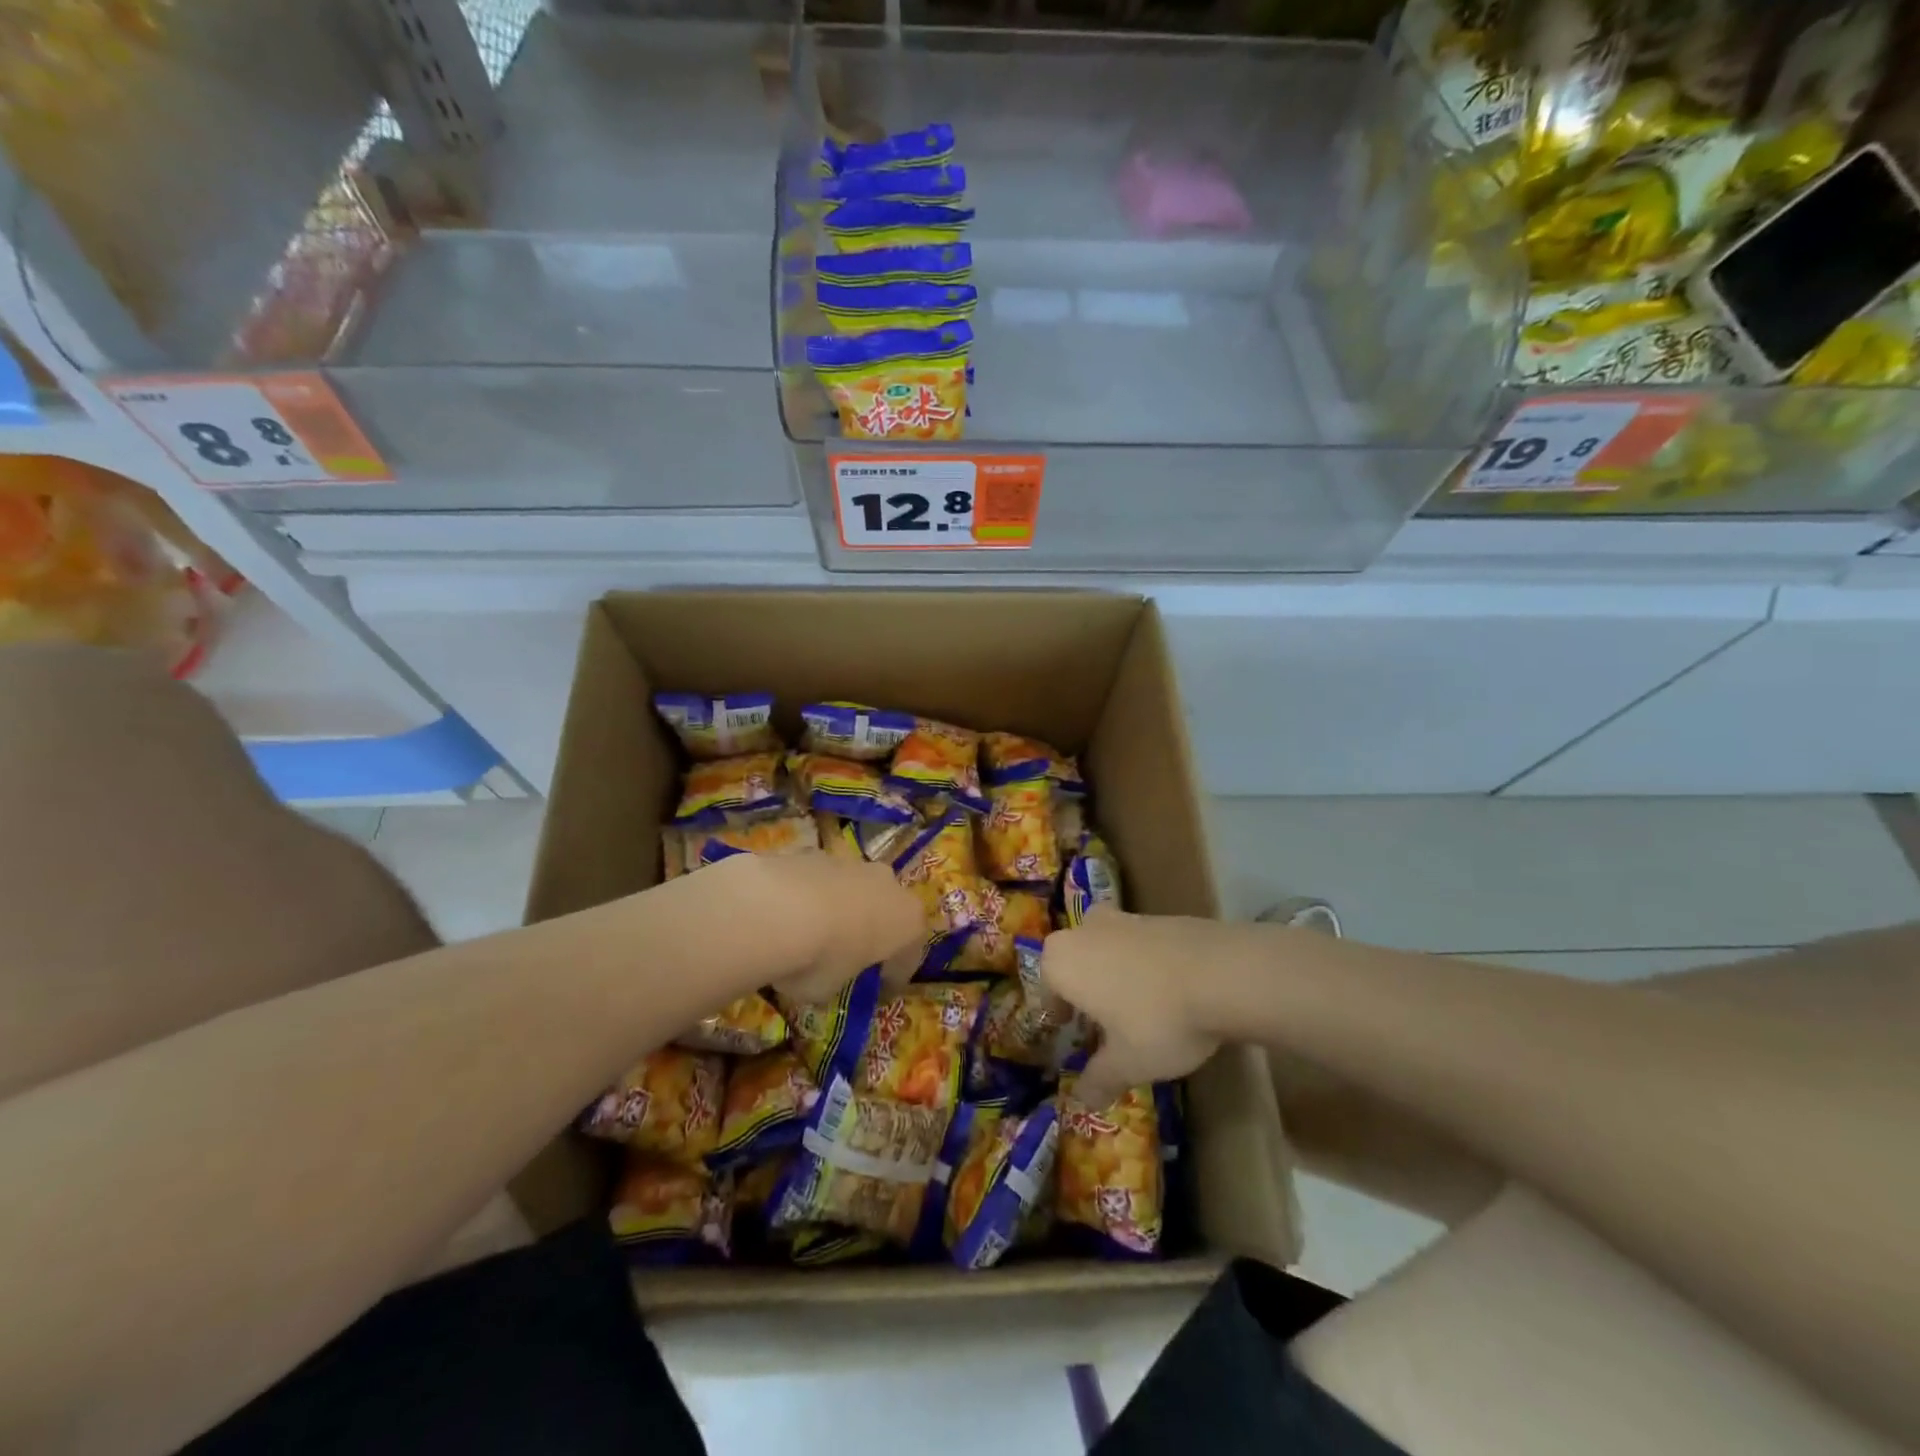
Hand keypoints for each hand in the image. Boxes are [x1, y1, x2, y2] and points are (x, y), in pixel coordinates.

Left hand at [715, 851, 924, 1003]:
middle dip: (871, 927)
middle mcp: (888, 885)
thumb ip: (837, 978)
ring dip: (841, 907)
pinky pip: (821, 879)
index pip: (909, 956)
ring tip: (813, 932)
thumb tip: (825, 977)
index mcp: (908, 921)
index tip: (879, 989)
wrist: (779, 909)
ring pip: (854, 888)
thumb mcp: (831, 988)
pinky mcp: (817, 852)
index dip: (893, 976)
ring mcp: (853, 863)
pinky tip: (788, 914)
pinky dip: (811, 895)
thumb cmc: (821, 959)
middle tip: (849, 952)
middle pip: (886, 909)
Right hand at [1040, 905, 1222, 1107]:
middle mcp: (1084, 930)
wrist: (1223, 972)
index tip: (1068, 1032)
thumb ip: (1099, 1079)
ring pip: (1106, 949)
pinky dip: (1144, 965)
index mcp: (1062, 961)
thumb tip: (1081, 1100)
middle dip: (1083, 989)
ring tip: (1136, 1008)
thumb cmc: (1157, 1019)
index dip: (1057, 1014)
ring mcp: (1123, 917)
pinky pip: (1138, 944)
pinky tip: (1169, 992)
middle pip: (1074, 962)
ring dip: (1114, 974)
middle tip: (1100, 1022)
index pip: (1046, 990)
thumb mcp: (1127, 1063)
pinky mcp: (1159, 916)